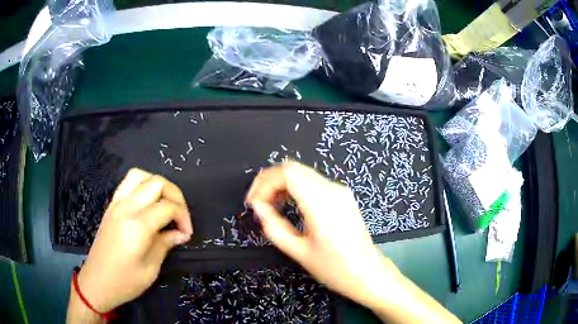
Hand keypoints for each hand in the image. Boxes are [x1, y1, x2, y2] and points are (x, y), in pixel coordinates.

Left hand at [76, 168, 192, 312]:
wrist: (97, 282)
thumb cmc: (125, 282)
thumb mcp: (150, 269)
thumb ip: (165, 244)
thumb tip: (180, 233)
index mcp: (137, 226)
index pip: (167, 207)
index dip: (183, 217)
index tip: (186, 234)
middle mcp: (126, 208)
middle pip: (156, 183)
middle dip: (175, 196)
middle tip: (180, 217)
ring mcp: (116, 204)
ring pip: (140, 175)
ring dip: (157, 184)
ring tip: (165, 203)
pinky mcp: (111, 206)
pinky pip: (127, 183)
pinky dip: (142, 185)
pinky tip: (148, 203)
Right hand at [245, 162, 395, 306]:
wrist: (367, 273)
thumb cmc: (335, 268)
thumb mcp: (299, 252)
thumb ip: (274, 227)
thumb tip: (259, 208)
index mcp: (321, 202)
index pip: (286, 174)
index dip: (263, 184)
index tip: (253, 203)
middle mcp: (332, 189)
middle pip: (293, 168)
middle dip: (270, 181)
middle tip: (257, 202)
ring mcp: (340, 191)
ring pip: (302, 173)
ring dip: (282, 184)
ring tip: (270, 205)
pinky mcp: (342, 196)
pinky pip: (313, 182)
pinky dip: (295, 187)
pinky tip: (288, 204)